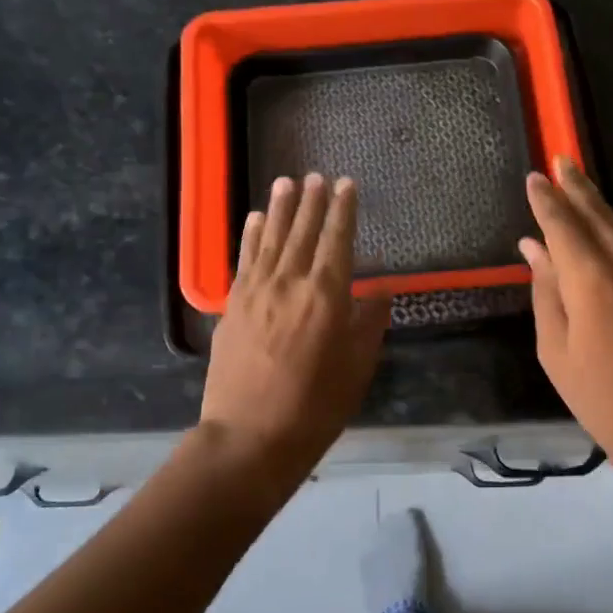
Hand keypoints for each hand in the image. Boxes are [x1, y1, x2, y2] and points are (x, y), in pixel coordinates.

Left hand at [201, 174, 390, 479]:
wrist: (250, 437)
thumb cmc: (315, 407)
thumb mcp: (357, 368)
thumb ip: (369, 323)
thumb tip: (379, 290)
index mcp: (326, 295)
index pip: (337, 240)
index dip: (343, 211)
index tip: (346, 185)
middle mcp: (290, 282)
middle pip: (302, 232)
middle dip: (311, 202)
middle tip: (316, 176)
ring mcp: (256, 291)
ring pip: (270, 239)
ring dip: (279, 209)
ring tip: (286, 182)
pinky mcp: (233, 305)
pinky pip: (244, 260)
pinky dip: (249, 236)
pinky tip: (252, 219)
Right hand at [520, 157, 612, 486]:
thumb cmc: (605, 399)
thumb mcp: (557, 351)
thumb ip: (547, 292)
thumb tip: (534, 248)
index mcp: (593, 278)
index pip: (563, 224)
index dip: (547, 200)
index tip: (534, 176)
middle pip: (598, 215)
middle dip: (577, 186)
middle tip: (561, 159)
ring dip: (596, 208)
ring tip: (576, 188)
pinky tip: (601, 236)